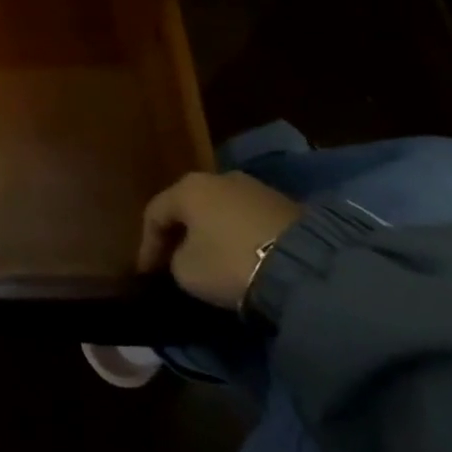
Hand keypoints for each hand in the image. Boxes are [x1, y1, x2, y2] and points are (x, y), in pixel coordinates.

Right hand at [138, 172, 303, 308]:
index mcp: (187, 187)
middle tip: (173, 262)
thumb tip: (185, 256)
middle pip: (188, 207)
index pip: (155, 214)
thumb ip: (174, 259)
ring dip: (210, 234)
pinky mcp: (283, 203)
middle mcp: (217, 177)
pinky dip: (237, 236)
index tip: (147, 274)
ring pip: (219, 211)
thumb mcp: (186, 271)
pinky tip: (240, 256)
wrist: (305, 264)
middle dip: (179, 235)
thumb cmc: (230, 262)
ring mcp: (253, 187)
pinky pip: (246, 219)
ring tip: (210, 260)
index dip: (147, 246)